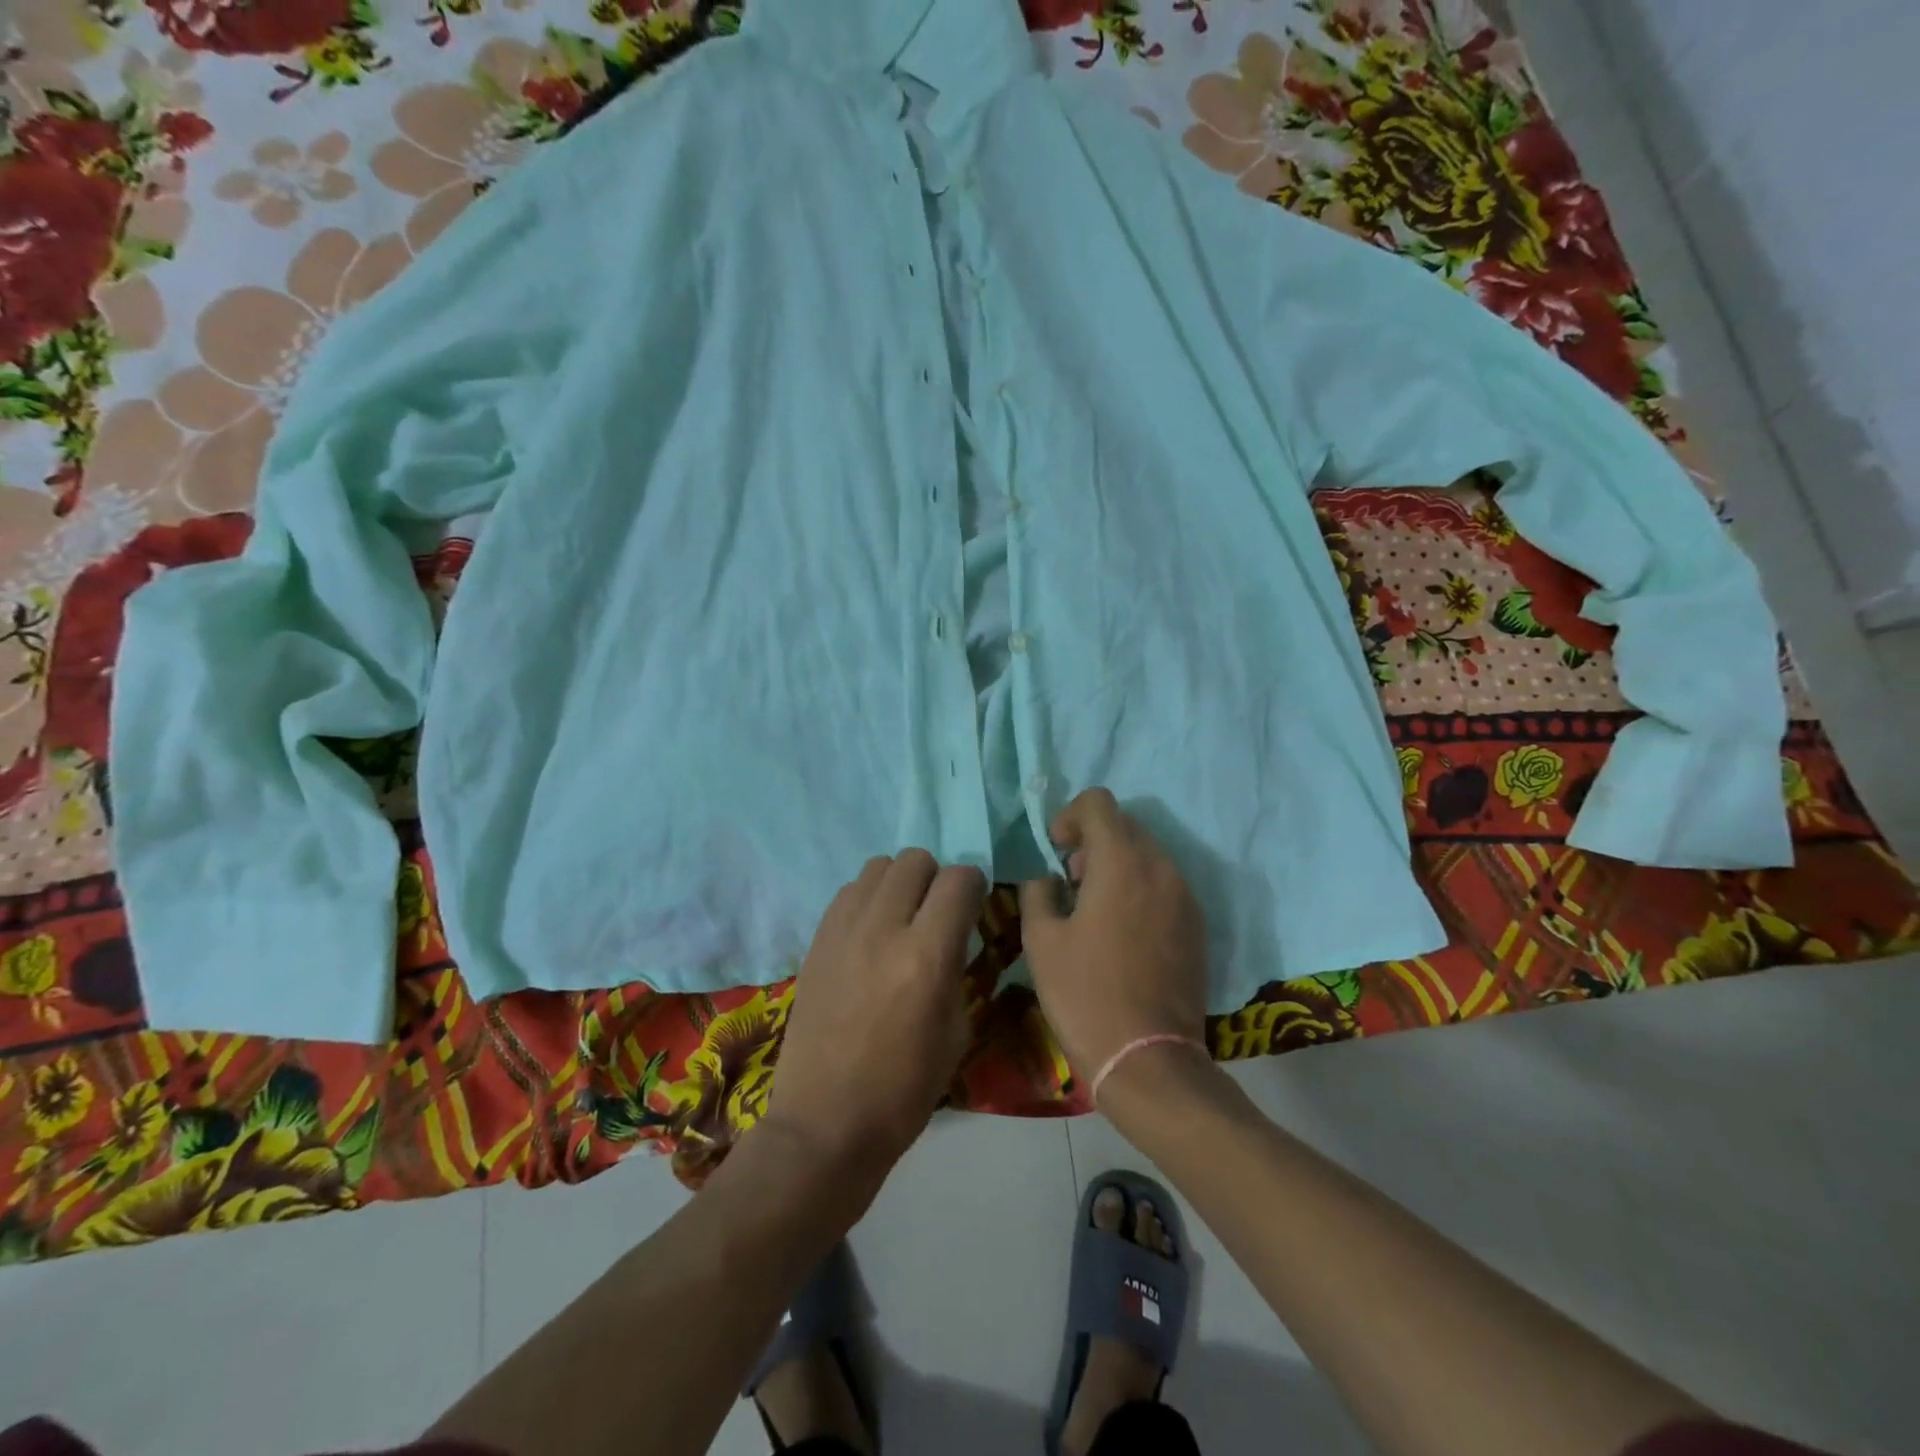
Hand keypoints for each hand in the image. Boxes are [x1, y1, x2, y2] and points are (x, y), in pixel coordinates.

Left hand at [767, 850, 986, 1177]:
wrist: (826, 1121)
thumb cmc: (905, 1089)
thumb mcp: (956, 1030)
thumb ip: (956, 966)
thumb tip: (953, 932)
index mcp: (927, 956)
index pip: (959, 879)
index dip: (972, 887)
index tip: (972, 906)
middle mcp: (884, 928)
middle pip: (915, 860)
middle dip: (935, 879)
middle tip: (936, 912)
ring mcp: (843, 930)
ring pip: (878, 866)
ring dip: (899, 883)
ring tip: (900, 918)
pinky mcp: (816, 939)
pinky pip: (848, 891)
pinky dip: (867, 898)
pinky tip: (870, 932)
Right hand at [1019, 788, 1208, 1091]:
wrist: (1149, 1060)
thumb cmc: (1085, 994)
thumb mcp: (1042, 940)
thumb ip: (1038, 892)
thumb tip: (1048, 878)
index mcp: (1122, 862)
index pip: (1098, 803)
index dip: (1069, 816)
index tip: (1055, 852)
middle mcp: (1161, 868)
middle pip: (1125, 826)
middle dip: (1092, 842)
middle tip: (1069, 883)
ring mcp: (1185, 897)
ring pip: (1146, 855)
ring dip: (1116, 865)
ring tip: (1093, 911)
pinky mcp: (1196, 926)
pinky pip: (1163, 886)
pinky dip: (1138, 889)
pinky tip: (1120, 933)